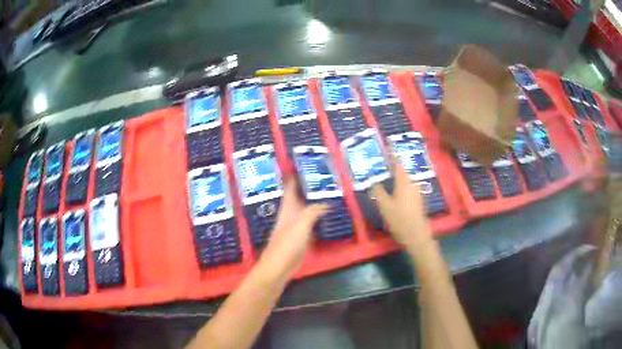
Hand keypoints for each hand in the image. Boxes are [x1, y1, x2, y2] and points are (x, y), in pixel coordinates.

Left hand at [260, 178, 327, 277]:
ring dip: (314, 201)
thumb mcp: (301, 224)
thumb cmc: (287, 243)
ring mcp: (295, 226)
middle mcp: (291, 214)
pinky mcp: (300, 237)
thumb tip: (327, 202)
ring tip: (328, 192)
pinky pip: (311, 222)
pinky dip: (318, 216)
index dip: (294, 175)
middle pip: (299, 196)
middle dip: (308, 186)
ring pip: (306, 208)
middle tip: (323, 176)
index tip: (301, 162)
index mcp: (288, 208)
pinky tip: (326, 215)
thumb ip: (313, 211)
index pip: (290, 187)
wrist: (279, 266)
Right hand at [370, 162, 431, 247]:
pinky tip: (395, 194)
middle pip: (402, 172)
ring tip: (387, 180)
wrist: (416, 234)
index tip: (388, 146)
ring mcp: (417, 192)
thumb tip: (374, 181)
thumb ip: (378, 191)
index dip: (392, 154)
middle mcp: (413, 183)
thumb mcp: (384, 205)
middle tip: (383, 167)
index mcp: (404, 181)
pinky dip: (401, 188)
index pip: (398, 163)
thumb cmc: (399, 218)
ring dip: (397, 180)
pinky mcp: (418, 200)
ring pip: (406, 181)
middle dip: (393, 168)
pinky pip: (408, 189)